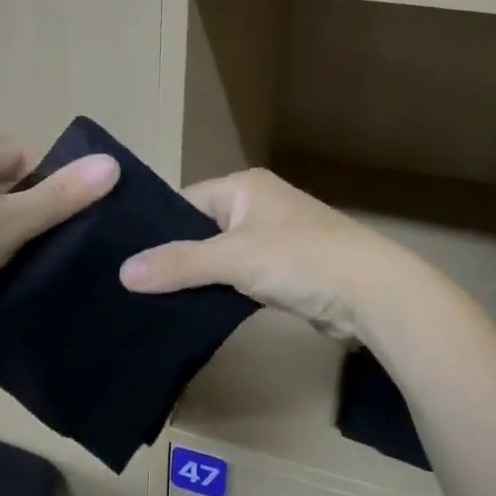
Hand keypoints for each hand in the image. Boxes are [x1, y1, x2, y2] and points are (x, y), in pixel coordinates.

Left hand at [0, 136, 118, 332]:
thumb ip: (60, 196)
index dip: (44, 185)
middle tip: (38, 244)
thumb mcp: (9, 223)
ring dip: (2, 230)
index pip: (21, 155)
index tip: (51, 222)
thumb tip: (112, 164)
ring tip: (18, 260)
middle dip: (23, 210)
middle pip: (3, 181)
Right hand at [118, 168, 419, 343]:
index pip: (184, 201)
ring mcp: (273, 237)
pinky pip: (240, 276)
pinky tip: (196, 309)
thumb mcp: (233, 258)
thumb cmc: (301, 259)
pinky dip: (222, 290)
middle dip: (175, 257)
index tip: (126, 258)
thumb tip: (123, 272)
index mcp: (244, 186)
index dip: (157, 229)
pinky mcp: (285, 270)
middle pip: (200, 230)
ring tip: (156, 300)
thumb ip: (179, 263)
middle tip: (136, 285)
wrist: (373, 293)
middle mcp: (257, 204)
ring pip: (220, 256)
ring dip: (199, 277)